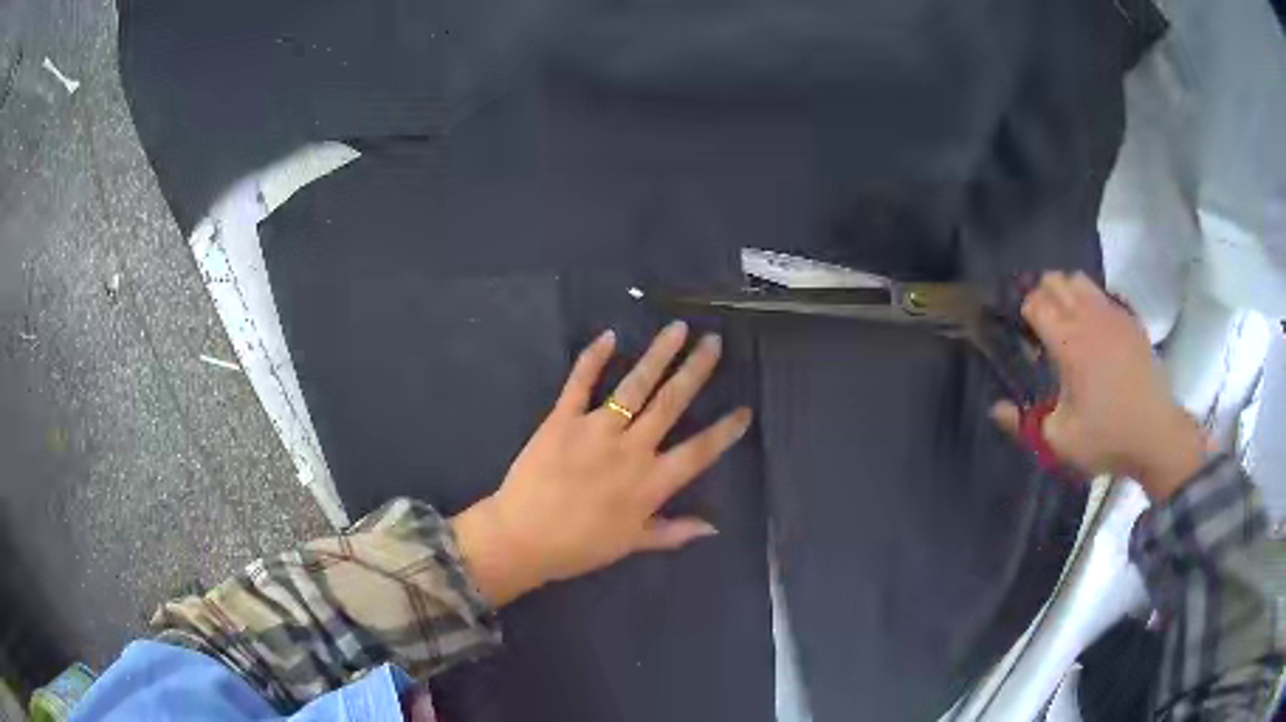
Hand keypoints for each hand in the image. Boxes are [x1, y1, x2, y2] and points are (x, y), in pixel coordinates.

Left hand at [452, 322, 753, 606]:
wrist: (523, 538)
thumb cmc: (580, 547)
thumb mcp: (632, 543)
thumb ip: (674, 532)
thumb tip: (714, 528)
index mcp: (652, 482)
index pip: (699, 451)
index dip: (725, 431)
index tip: (745, 409)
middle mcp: (631, 449)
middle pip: (671, 403)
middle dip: (695, 370)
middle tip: (713, 342)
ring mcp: (596, 430)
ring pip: (635, 386)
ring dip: (658, 355)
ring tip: (677, 328)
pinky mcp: (562, 420)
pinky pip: (579, 383)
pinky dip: (593, 358)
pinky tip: (609, 336)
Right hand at [991, 271, 1207, 500]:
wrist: (1157, 435)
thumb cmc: (1106, 438)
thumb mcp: (1059, 442)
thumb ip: (1022, 425)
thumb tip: (995, 408)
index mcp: (1069, 342)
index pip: (1036, 303)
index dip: (1025, 314)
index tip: (1025, 337)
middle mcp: (1089, 318)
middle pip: (1056, 280)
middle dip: (1043, 296)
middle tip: (1042, 328)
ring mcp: (1113, 314)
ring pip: (1081, 280)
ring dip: (1067, 293)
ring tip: (1067, 323)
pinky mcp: (1130, 320)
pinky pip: (1103, 294)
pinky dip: (1091, 302)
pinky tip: (1095, 332)